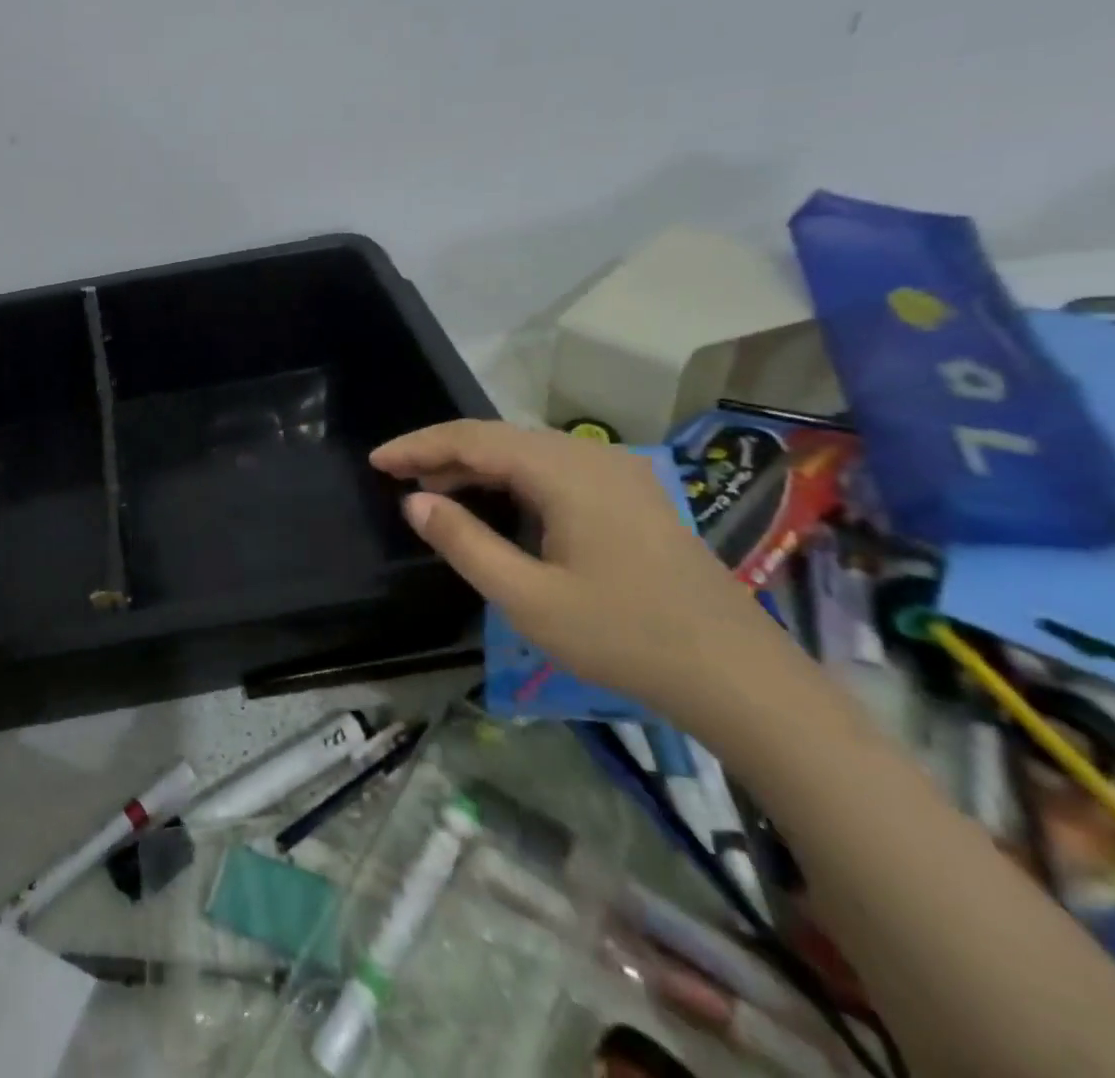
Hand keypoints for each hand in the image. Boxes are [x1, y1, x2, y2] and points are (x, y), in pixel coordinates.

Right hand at [370, 420, 801, 733]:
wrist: (738, 676)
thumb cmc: (624, 636)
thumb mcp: (527, 598)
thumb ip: (464, 542)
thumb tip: (414, 500)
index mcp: (564, 471)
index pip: (473, 439)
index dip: (419, 445)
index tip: (376, 461)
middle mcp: (591, 456)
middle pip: (499, 437)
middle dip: (443, 454)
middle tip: (398, 478)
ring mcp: (617, 472)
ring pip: (527, 452)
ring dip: (477, 467)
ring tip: (434, 492)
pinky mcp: (631, 495)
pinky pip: (554, 470)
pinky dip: (512, 480)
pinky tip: (495, 505)